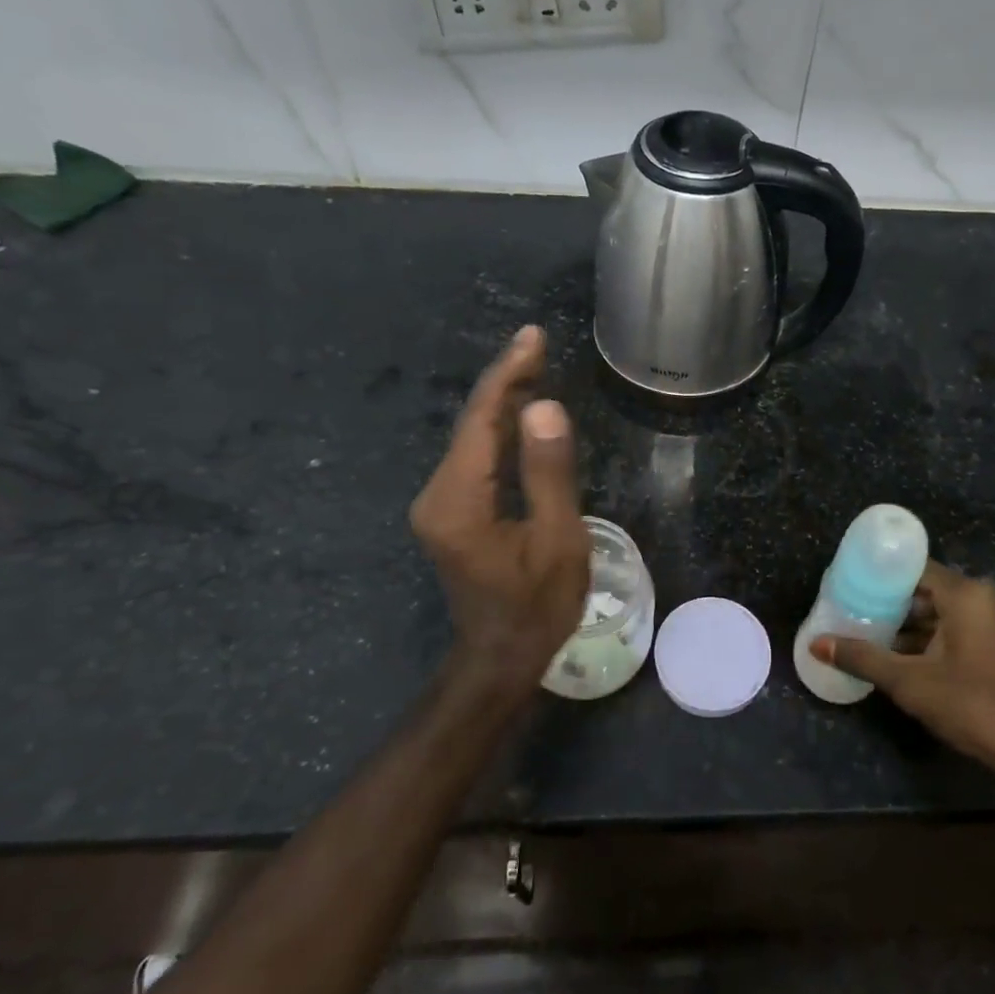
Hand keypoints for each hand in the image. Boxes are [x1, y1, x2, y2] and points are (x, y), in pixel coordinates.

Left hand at [410, 327, 588, 699]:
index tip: (532, 337)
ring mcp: (438, 504)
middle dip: (505, 381)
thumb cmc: (538, 606)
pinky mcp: (447, 512)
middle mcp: (437, 495)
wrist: (501, 656)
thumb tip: (543, 408)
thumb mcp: (557, 541)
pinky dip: (498, 430)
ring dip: (503, 403)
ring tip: (536, 367)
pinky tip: (522, 415)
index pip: (481, 420)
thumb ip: (549, 473)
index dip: (508, 374)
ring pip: (471, 438)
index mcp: (459, 501)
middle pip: (471, 424)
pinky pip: (473, 458)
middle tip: (538, 344)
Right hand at [811, 561, 994, 789]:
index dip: (879, 574)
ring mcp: (989, 621)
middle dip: (887, 601)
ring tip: (863, 630)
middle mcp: (980, 598)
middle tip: (849, 608)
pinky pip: (949, 627)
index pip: (913, 567)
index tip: (847, 582)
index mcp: (965, 594)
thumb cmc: (970, 704)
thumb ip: (862, 657)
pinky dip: (923, 637)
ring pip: (935, 610)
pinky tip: (892, 652)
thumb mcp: (909, 681)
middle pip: (923, 588)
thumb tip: (816, 644)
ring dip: (903, 623)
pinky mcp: (991, 643)